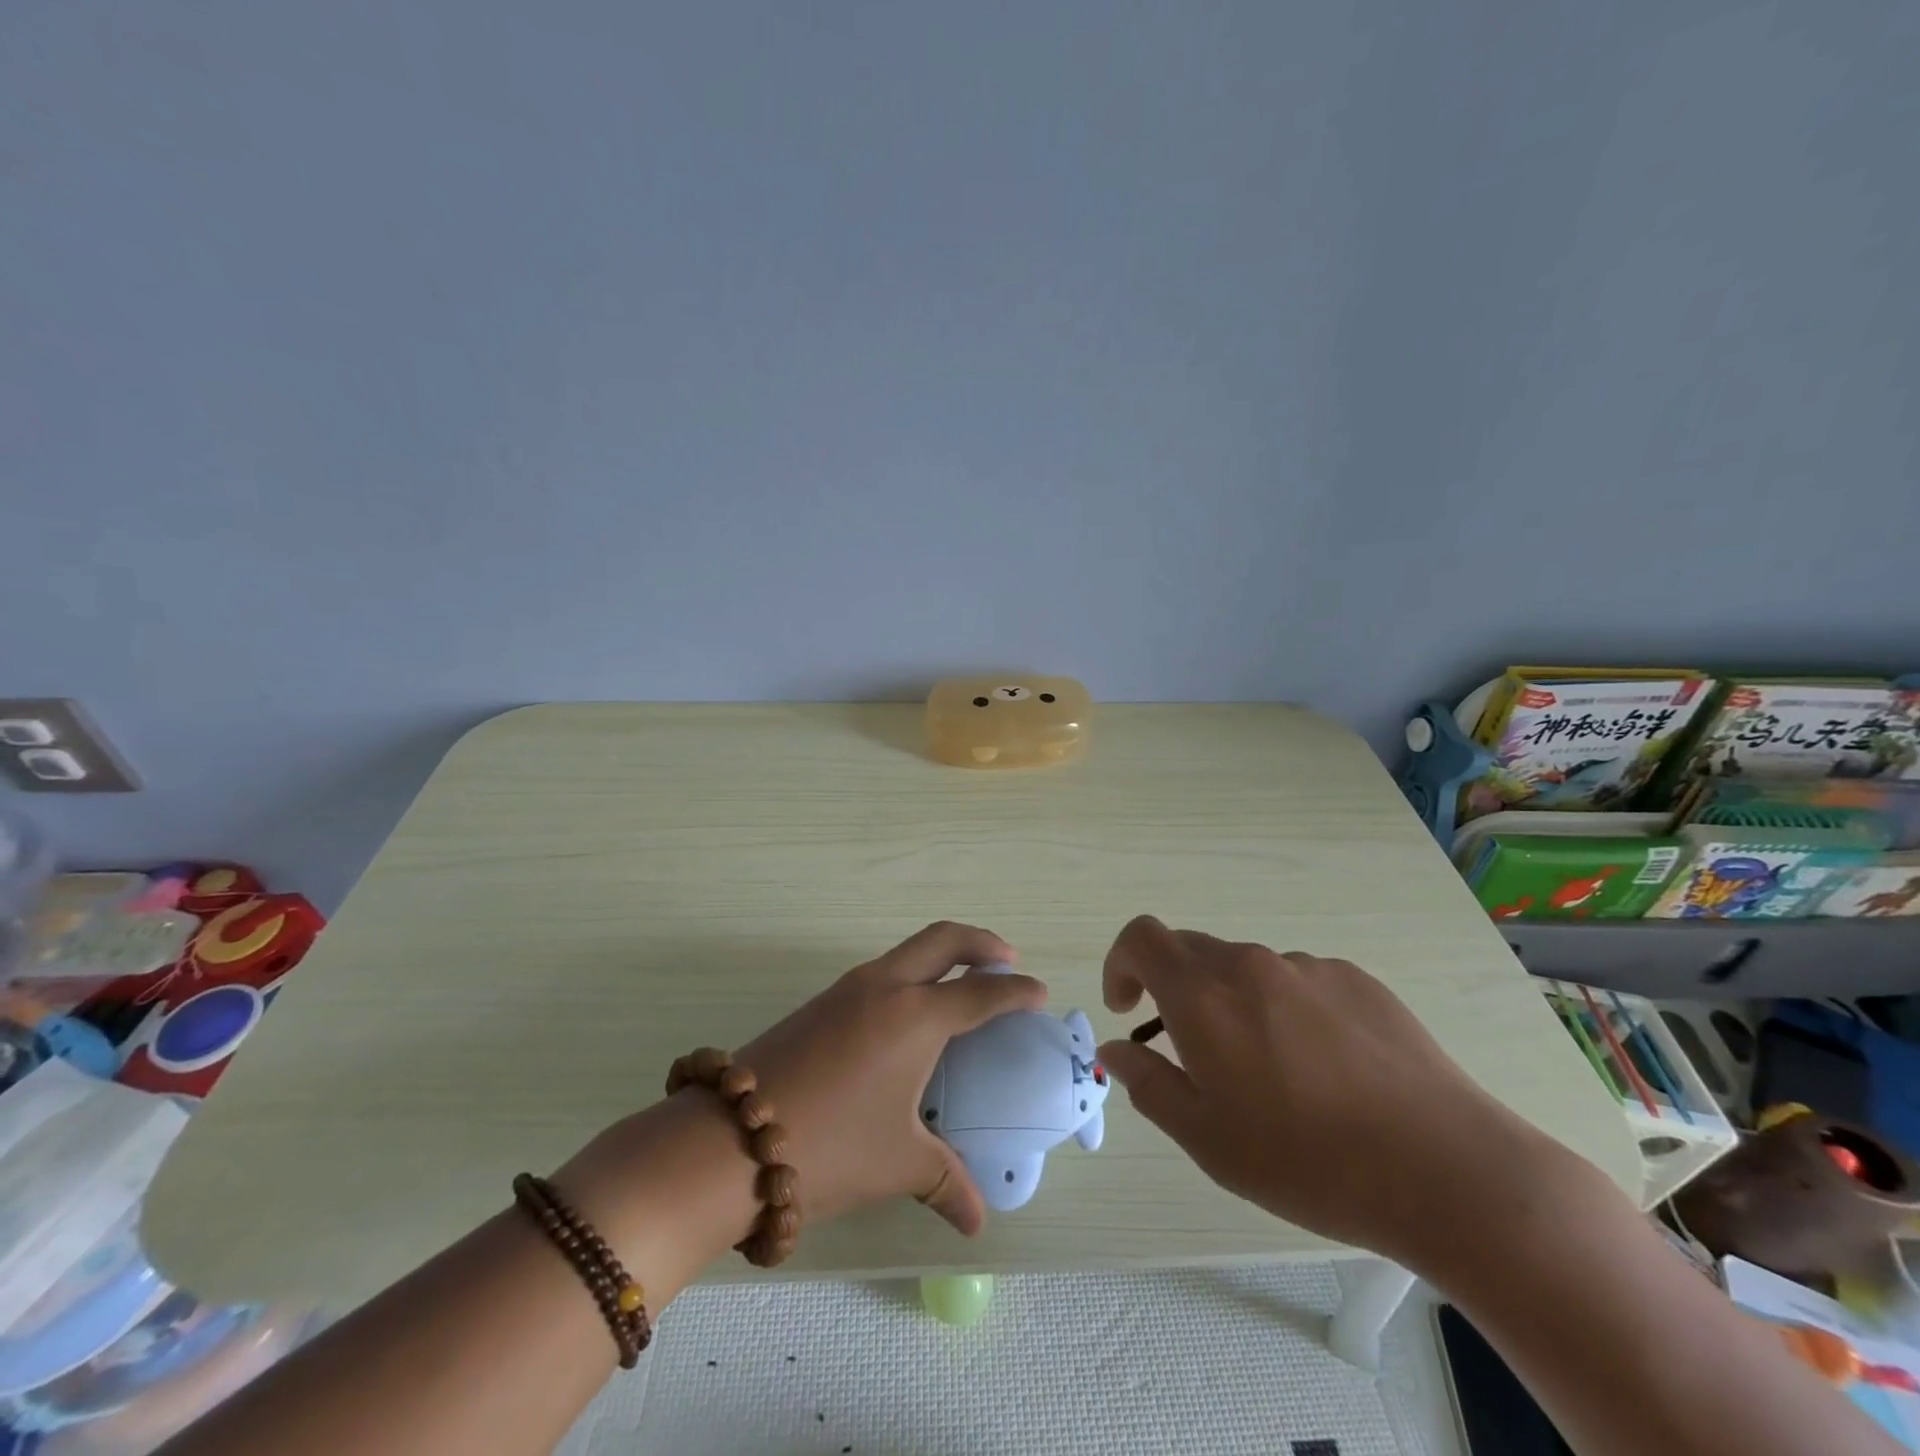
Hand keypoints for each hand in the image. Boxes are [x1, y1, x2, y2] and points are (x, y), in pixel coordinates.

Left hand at [730, 921, 1046, 1232]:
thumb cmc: (830, 1145)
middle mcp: (885, 987)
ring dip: (941, 956)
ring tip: (961, 984)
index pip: (981, 992)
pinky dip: (910, 975)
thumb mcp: (897, 1164)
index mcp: (916, 1017)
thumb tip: (977, 1219)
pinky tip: (908, 1016)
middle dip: (981, 942)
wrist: (729, 1138)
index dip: (1015, 991)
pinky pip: (881, 972)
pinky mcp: (820, 1002)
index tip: (1038, 993)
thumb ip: (946, 1182)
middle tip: (1006, 960)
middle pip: (943, 939)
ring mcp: (847, 989)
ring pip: (907, 951)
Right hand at [1094, 916, 1591, 1270]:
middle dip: (1175, 991)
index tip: (1128, 1009)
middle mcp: (1251, 964)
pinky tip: (1326, 1069)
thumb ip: (1148, 1084)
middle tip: (1195, 1054)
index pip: (1141, 937)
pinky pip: (1299, 982)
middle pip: (1191, 952)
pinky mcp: (1358, 980)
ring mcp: (1309, 968)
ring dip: (1235, 1004)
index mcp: (1205, 995)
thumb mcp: (1207, 1140)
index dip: (1121, 963)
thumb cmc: (1308, 1161)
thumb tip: (1117, 1048)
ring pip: (1247, 970)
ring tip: (1272, 1074)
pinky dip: (1287, 1010)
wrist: (1447, 1170)